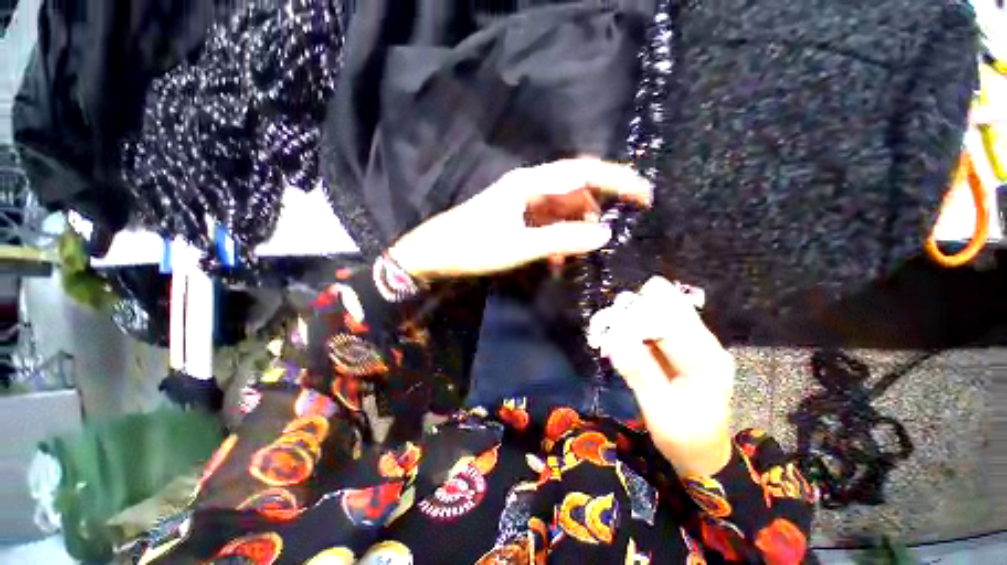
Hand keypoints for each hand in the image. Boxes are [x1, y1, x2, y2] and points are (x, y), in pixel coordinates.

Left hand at [387, 158, 651, 280]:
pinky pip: (548, 221)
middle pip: (575, 189)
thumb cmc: (473, 247)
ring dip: (577, 227)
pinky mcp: (516, 216)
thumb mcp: (520, 246)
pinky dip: (559, 236)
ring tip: (582, 251)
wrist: (436, 252)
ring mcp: (522, 201)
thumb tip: (604, 235)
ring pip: (562, 208)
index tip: (644, 196)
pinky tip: (557, 257)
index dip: (617, 180)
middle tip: (614, 231)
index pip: (583, 173)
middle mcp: (529, 186)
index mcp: (530, 183)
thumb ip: (562, 239)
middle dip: (598, 207)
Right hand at [590, 276, 734, 476]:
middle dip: (639, 308)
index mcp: (706, 361)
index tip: (612, 324)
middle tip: (613, 317)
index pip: (671, 324)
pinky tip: (624, 333)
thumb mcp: (659, 412)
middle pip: (672, 309)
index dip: (639, 318)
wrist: (703, 453)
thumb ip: (641, 374)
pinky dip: (639, 325)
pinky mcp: (683, 347)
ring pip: (665, 312)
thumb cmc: (684, 438)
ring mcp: (696, 344)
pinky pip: (660, 325)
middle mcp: (705, 345)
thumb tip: (616, 342)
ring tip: (615, 325)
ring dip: (637, 314)